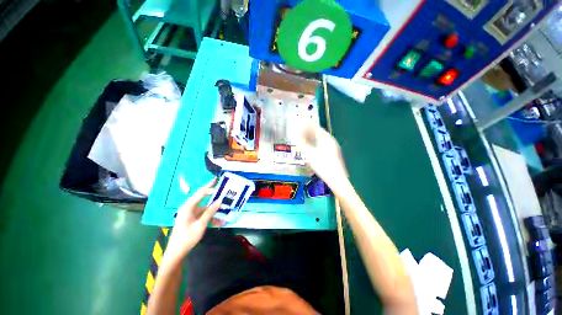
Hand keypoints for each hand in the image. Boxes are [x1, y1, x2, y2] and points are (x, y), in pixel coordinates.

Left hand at [164, 180, 220, 263]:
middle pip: (201, 196)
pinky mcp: (192, 218)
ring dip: (213, 208)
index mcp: (187, 207)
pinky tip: (219, 221)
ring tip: (224, 207)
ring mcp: (190, 213)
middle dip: (211, 192)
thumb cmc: (187, 238)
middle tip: (219, 185)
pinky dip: (210, 215)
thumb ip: (210, 212)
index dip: (209, 187)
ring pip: (204, 206)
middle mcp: (188, 207)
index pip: (200, 193)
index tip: (218, 182)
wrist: (176, 252)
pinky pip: (203, 214)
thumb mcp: (200, 225)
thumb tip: (220, 200)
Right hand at [297, 124, 347, 186]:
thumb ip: (301, 143)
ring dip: (311, 138)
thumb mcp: (309, 154)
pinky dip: (315, 144)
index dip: (307, 125)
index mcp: (326, 139)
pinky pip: (322, 145)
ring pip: (320, 139)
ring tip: (303, 139)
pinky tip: (311, 149)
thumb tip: (295, 135)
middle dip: (308, 131)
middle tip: (299, 132)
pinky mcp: (332, 155)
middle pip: (318, 133)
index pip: (316, 127)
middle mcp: (330, 141)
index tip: (299, 124)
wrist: (337, 180)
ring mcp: (333, 148)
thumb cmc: (323, 166)